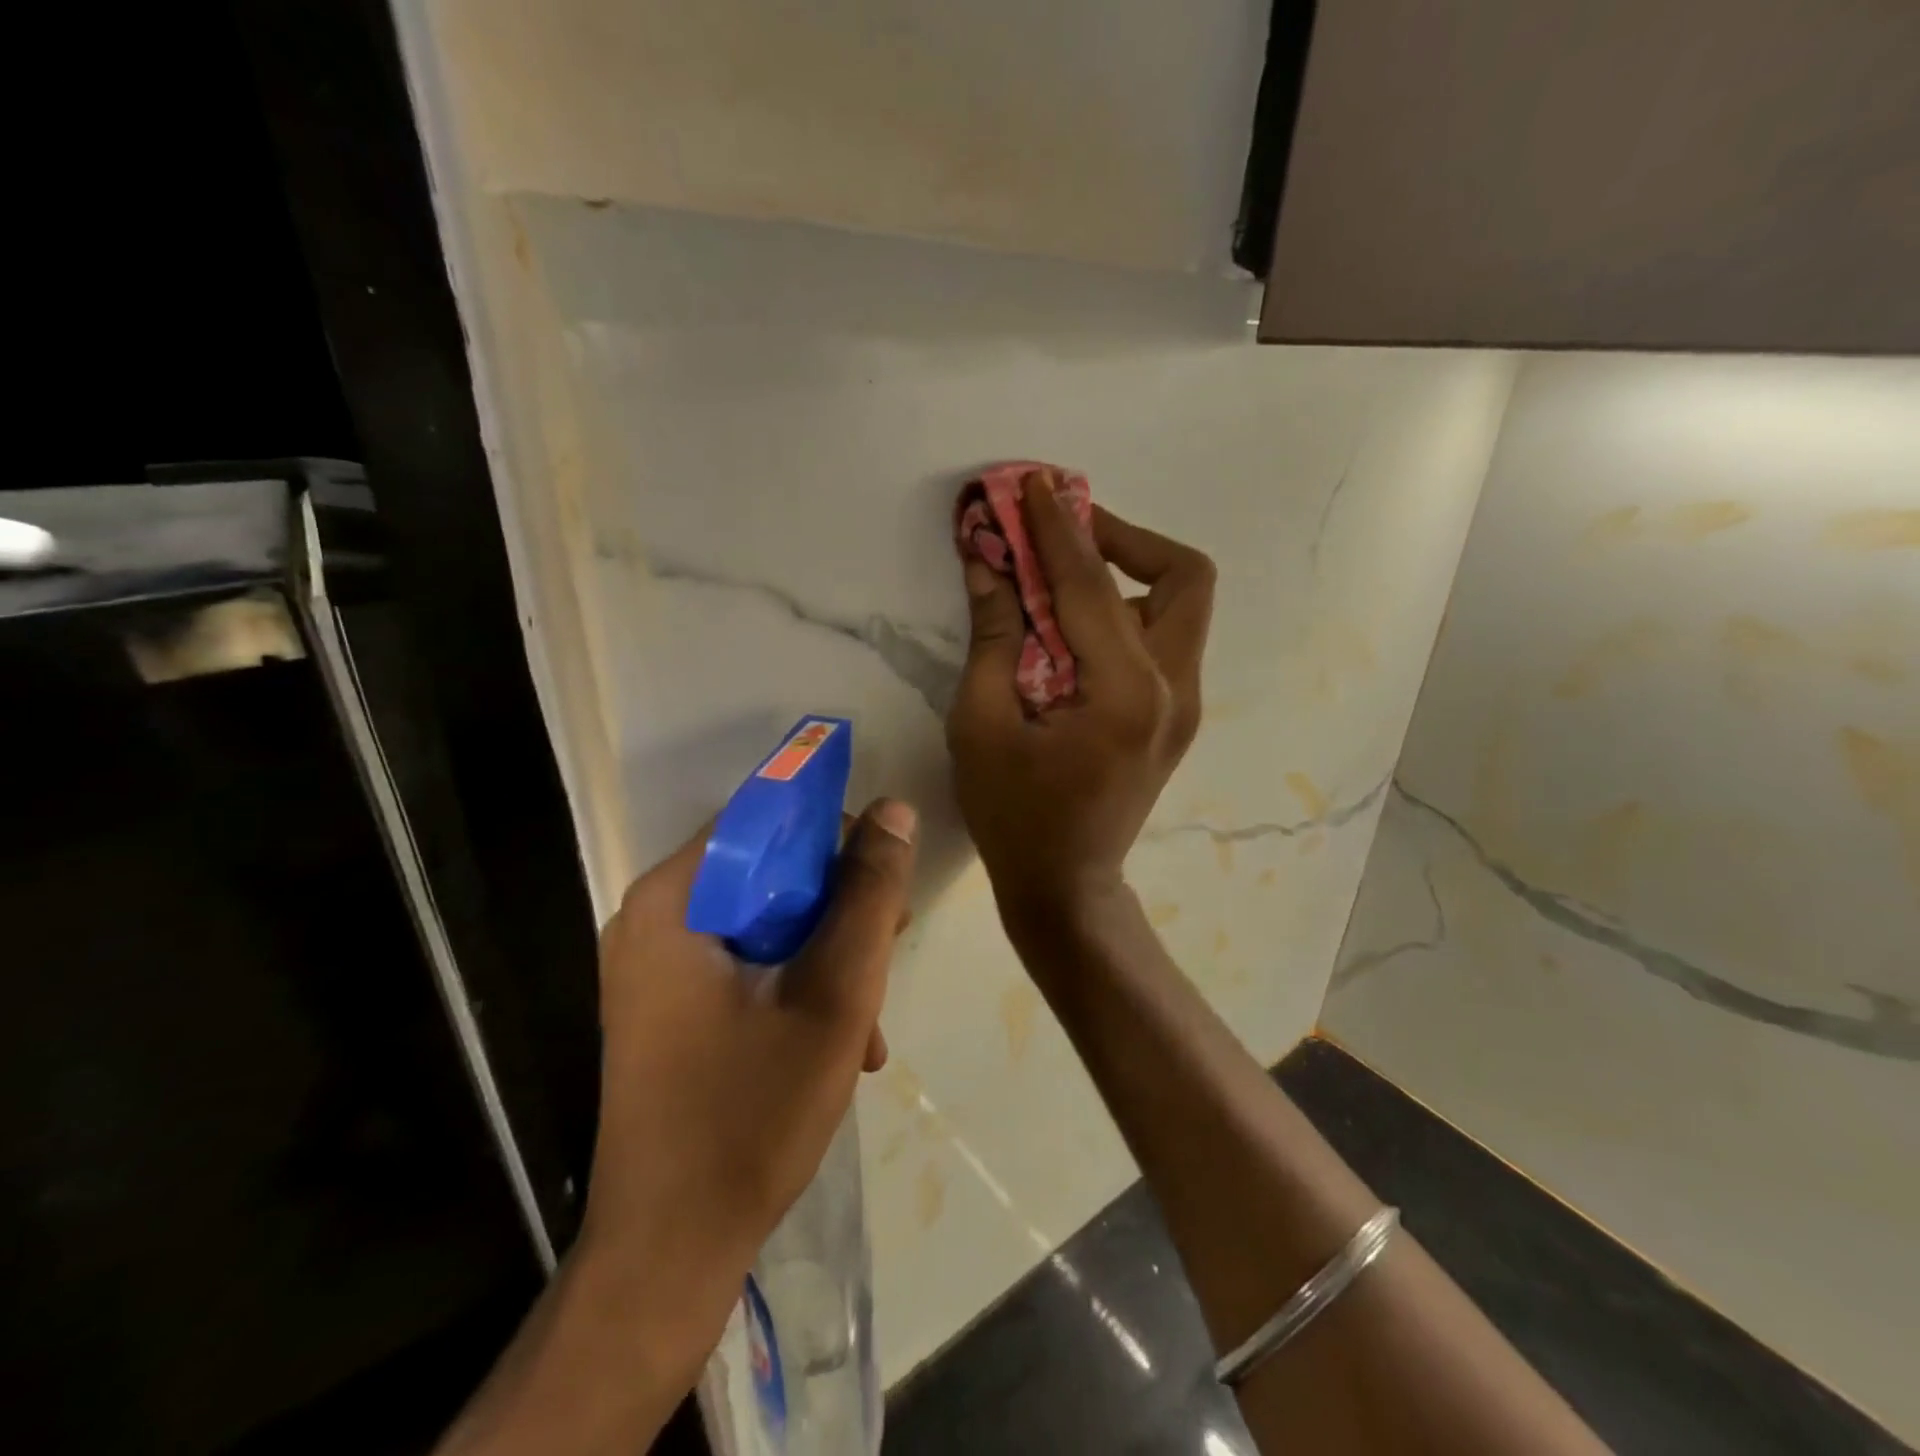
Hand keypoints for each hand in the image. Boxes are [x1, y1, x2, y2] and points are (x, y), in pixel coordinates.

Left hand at [579, 799, 917, 1354]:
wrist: (669, 1252)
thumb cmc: (749, 1116)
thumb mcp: (834, 994)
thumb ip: (868, 896)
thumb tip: (894, 810)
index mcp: (673, 900)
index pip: (762, 819)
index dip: (832, 832)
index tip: (884, 871)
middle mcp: (653, 918)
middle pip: (765, 871)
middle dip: (838, 904)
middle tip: (890, 943)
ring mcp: (656, 965)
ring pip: (763, 920)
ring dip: (827, 951)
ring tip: (871, 1013)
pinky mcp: (668, 1004)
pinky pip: (745, 962)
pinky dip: (796, 983)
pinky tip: (842, 1038)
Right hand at [946, 469, 1214, 939]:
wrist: (1067, 886)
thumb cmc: (1014, 816)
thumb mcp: (981, 726)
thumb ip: (993, 637)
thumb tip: (988, 562)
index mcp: (1126, 696)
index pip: (1093, 586)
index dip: (1058, 529)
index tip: (1033, 483)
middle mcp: (1176, 691)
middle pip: (1184, 577)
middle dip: (1124, 538)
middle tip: (1065, 533)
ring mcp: (1186, 705)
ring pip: (1181, 605)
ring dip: (1129, 572)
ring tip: (1064, 573)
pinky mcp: (1176, 716)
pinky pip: (1164, 638)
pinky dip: (1127, 611)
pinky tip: (1076, 625)